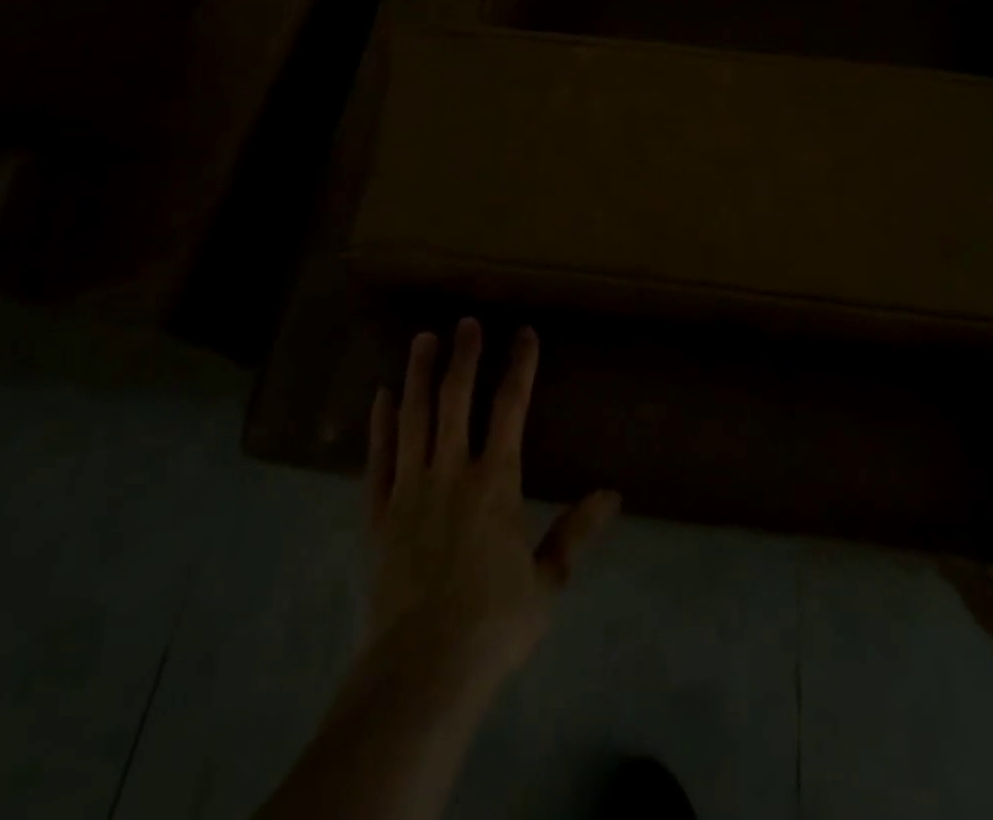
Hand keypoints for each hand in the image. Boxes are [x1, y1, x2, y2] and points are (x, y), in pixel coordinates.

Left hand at [363, 318, 620, 692]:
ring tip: (424, 338)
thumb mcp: (548, 580)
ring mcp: (410, 488)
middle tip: (467, 321)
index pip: (511, 407)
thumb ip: (576, 531)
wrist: (423, 670)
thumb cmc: (493, 624)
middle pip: (456, 398)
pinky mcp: (380, 513)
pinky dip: (380, 423)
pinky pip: (379, 457)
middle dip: (464, 355)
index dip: (520, 365)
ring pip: (414, 416)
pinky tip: (383, 395)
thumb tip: (612, 493)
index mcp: (495, 481)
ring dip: (420, 374)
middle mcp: (451, 471)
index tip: (524, 333)